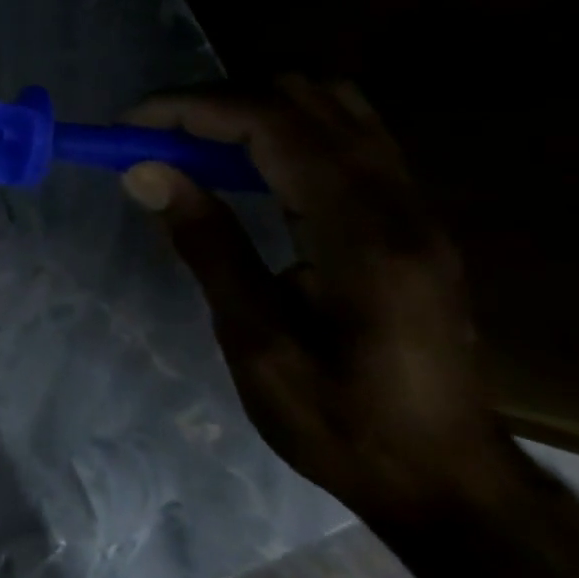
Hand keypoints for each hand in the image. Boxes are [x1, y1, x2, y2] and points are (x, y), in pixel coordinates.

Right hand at [122, 76, 518, 526]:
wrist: (448, 481)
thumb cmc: (342, 423)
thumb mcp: (257, 345)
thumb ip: (207, 246)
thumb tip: (146, 172)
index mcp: (360, 233)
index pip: (273, 124)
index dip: (193, 109)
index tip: (130, 126)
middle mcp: (397, 201)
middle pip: (307, 96)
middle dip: (218, 100)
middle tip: (157, 136)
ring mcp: (414, 205)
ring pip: (333, 106)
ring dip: (253, 108)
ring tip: (194, 145)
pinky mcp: (411, 217)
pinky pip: (346, 136)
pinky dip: (284, 130)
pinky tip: (246, 170)